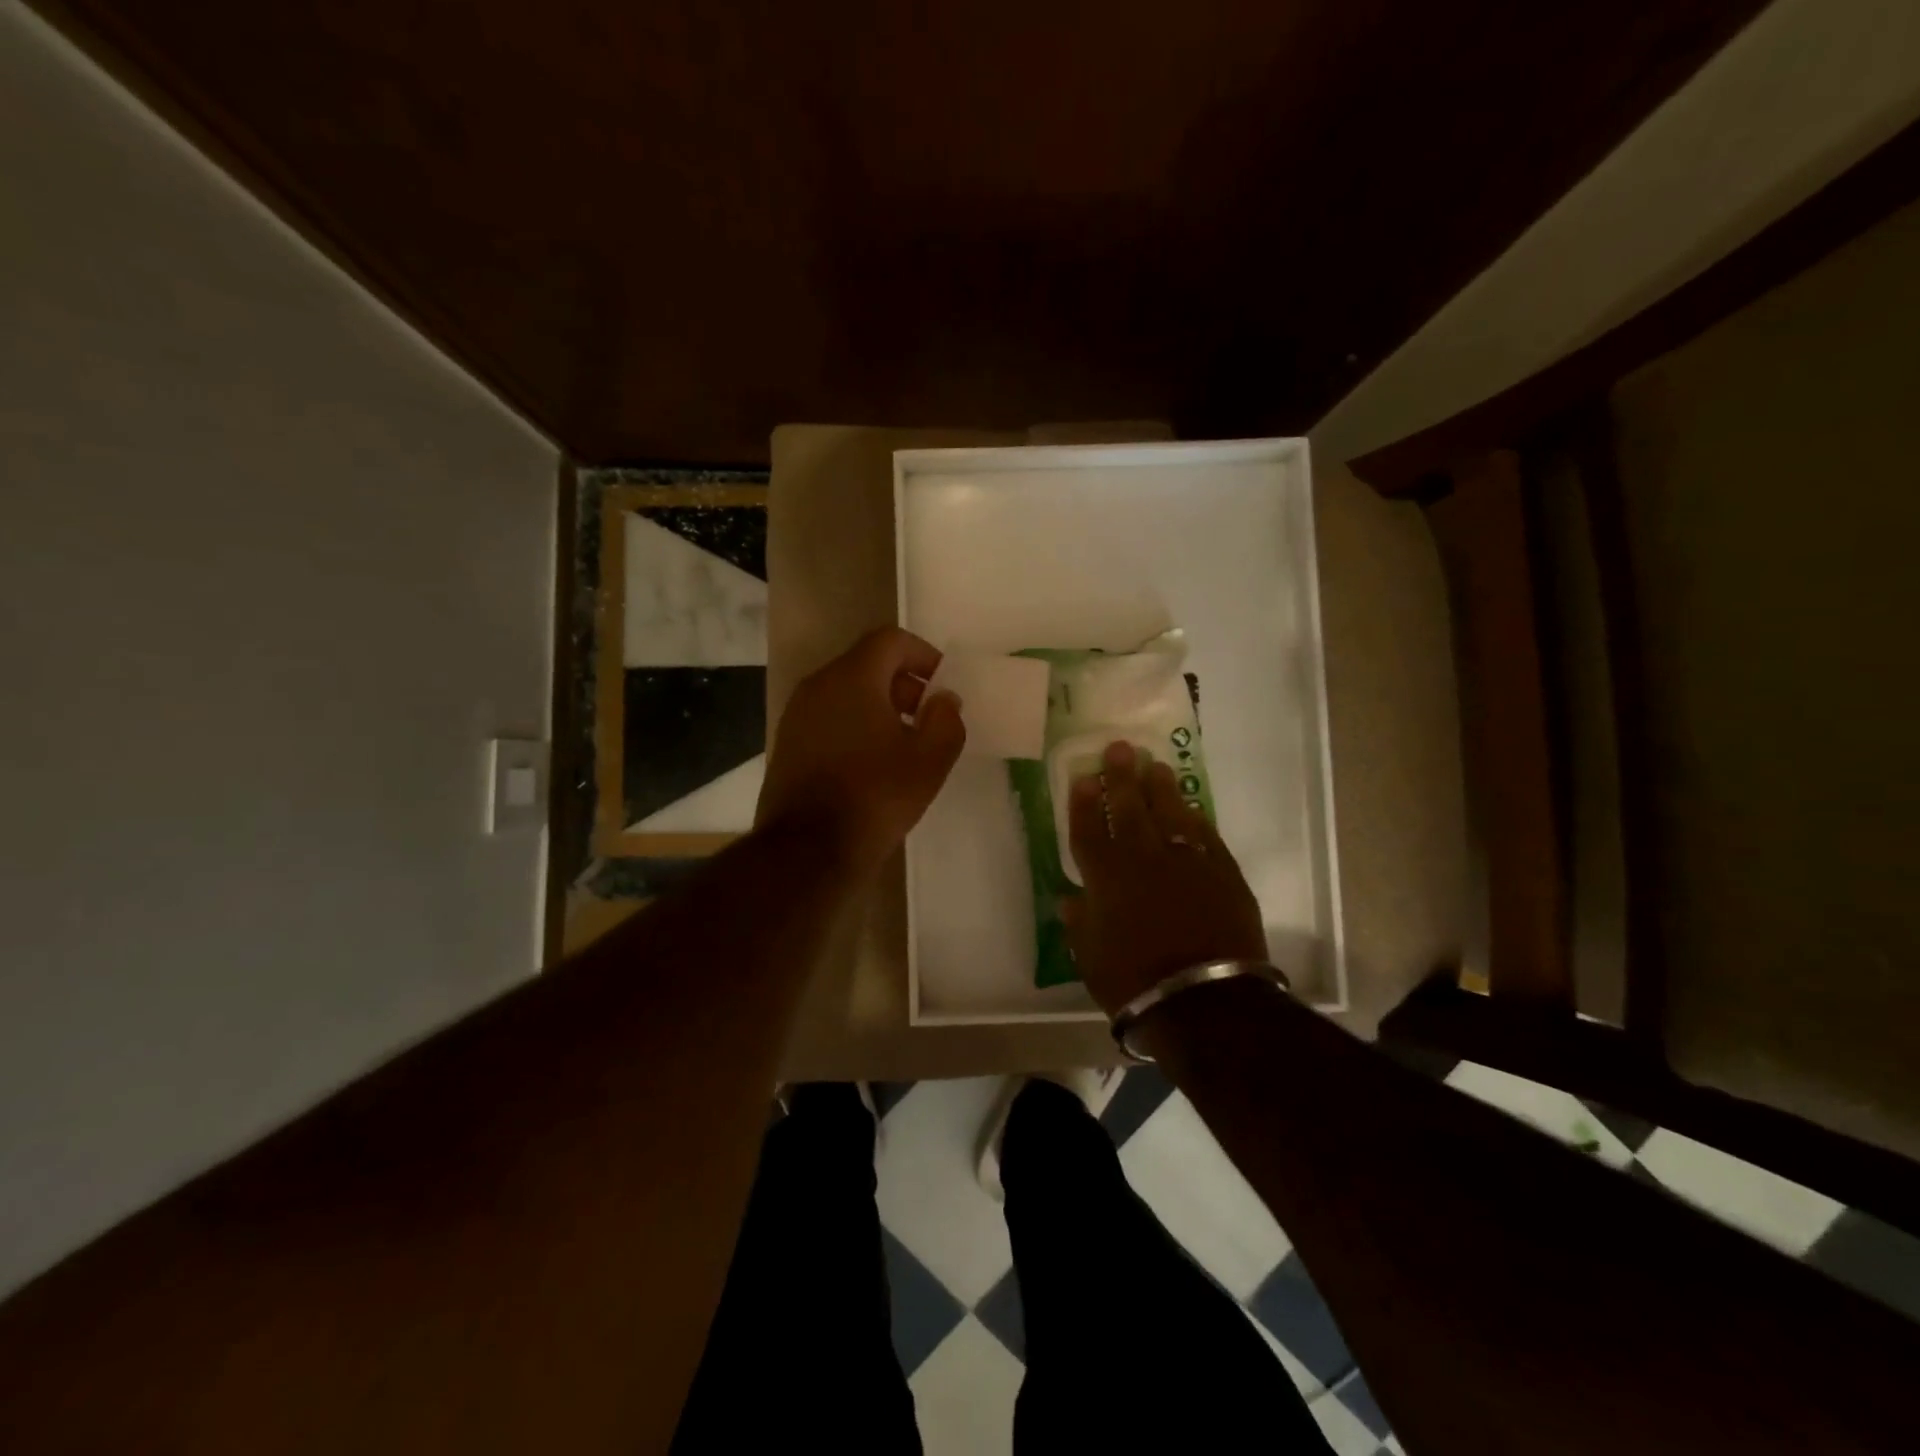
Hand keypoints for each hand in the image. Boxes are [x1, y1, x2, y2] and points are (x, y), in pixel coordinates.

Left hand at [756, 627, 965, 876]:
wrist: (808, 849)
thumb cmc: (875, 796)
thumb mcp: (929, 760)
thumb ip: (946, 720)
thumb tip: (943, 700)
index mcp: (852, 677)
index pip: (891, 640)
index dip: (924, 655)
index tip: (943, 687)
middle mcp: (819, 685)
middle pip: (868, 665)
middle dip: (904, 684)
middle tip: (929, 719)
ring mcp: (797, 715)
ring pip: (847, 693)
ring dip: (881, 708)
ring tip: (905, 746)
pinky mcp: (788, 744)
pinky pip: (830, 718)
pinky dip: (856, 727)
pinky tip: (873, 765)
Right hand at [1063, 741, 1268, 1013]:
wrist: (1205, 1000)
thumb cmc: (1135, 982)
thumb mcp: (1091, 958)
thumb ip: (1080, 922)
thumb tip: (1069, 899)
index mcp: (1106, 878)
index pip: (1089, 830)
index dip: (1085, 802)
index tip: (1085, 777)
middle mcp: (1144, 860)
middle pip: (1130, 809)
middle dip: (1122, 777)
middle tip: (1120, 748)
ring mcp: (1186, 863)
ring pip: (1171, 814)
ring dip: (1162, 788)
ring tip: (1156, 766)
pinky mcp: (1222, 873)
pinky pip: (1206, 836)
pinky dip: (1196, 820)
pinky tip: (1192, 808)